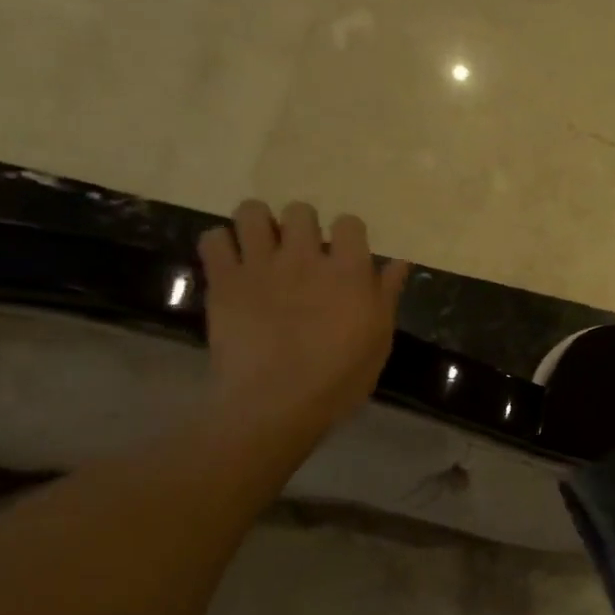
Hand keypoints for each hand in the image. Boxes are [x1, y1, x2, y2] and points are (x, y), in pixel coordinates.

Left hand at [197, 200, 408, 452]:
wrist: (275, 404)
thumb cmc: (339, 378)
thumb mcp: (378, 340)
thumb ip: (387, 295)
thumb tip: (400, 262)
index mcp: (348, 271)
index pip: (349, 223)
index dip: (347, 235)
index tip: (343, 255)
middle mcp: (304, 257)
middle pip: (300, 210)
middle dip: (301, 226)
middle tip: (299, 253)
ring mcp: (261, 265)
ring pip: (252, 212)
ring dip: (257, 224)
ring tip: (260, 247)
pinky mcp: (224, 281)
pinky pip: (214, 239)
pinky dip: (220, 245)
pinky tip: (230, 262)